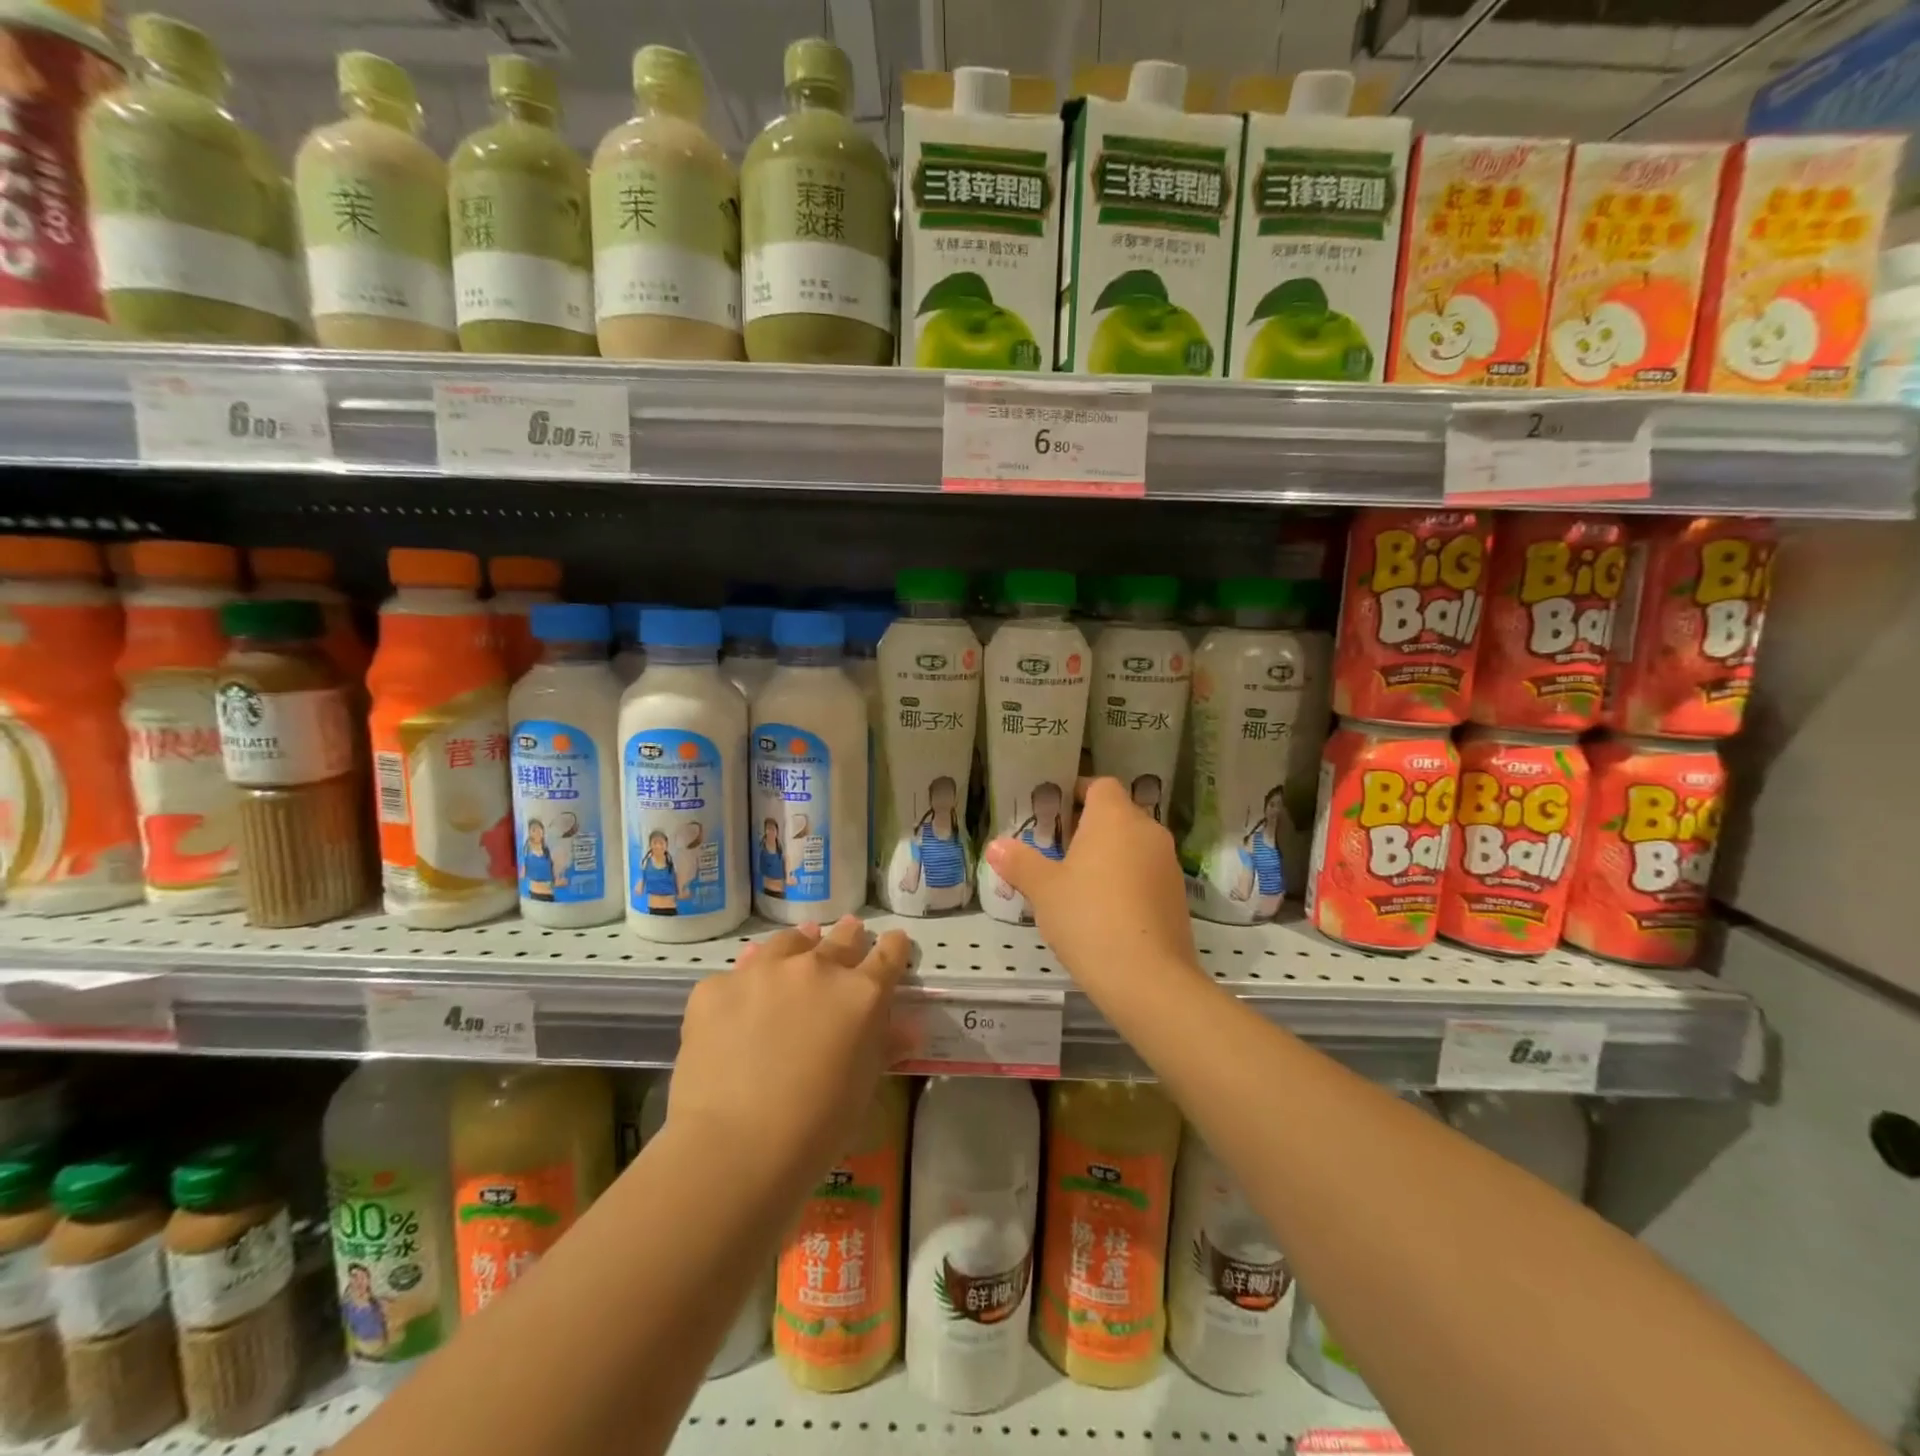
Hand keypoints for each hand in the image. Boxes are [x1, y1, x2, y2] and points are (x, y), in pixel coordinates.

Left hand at [667, 916, 909, 1189]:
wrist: (734, 1146)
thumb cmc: (816, 1128)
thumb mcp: (863, 1088)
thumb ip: (883, 1047)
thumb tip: (907, 1030)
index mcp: (861, 994)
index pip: (888, 955)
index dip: (893, 948)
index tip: (893, 943)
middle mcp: (816, 968)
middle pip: (840, 939)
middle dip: (849, 937)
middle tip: (850, 935)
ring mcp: (764, 972)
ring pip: (788, 943)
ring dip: (799, 946)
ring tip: (798, 948)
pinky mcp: (716, 986)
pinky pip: (737, 975)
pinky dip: (746, 984)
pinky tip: (740, 1002)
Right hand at [984, 777, 1200, 997]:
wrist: (1147, 978)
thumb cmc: (1088, 918)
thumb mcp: (1044, 890)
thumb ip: (1020, 862)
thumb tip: (996, 846)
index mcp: (1115, 818)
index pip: (1100, 785)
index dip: (1077, 792)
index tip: (1054, 812)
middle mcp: (1147, 831)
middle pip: (1117, 814)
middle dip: (1089, 827)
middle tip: (1057, 850)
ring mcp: (1168, 864)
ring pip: (1133, 845)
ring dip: (1109, 855)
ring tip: (1077, 882)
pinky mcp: (1177, 896)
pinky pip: (1146, 873)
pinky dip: (1126, 880)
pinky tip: (1103, 910)